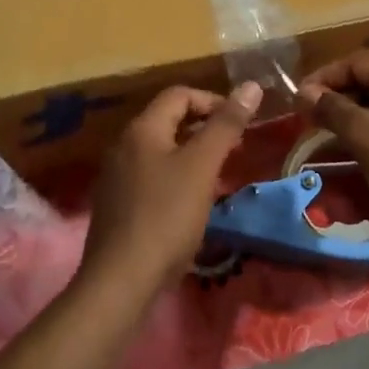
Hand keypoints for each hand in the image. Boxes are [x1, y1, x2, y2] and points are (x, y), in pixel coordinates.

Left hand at [79, 81, 262, 299]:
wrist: (121, 282)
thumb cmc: (166, 216)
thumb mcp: (202, 166)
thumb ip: (226, 125)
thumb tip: (251, 86)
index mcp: (142, 129)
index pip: (180, 94)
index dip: (213, 101)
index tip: (240, 123)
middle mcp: (124, 145)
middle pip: (169, 121)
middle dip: (206, 128)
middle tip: (236, 148)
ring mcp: (117, 177)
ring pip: (162, 151)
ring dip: (193, 155)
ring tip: (220, 175)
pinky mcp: (118, 206)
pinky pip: (153, 178)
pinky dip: (177, 179)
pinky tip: (193, 204)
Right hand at [296, 51, 368, 220]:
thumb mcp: (363, 134)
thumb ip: (332, 109)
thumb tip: (304, 91)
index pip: (355, 61)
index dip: (324, 76)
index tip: (301, 99)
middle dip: (338, 97)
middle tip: (313, 119)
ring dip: (354, 115)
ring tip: (332, 136)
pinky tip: (361, 149)